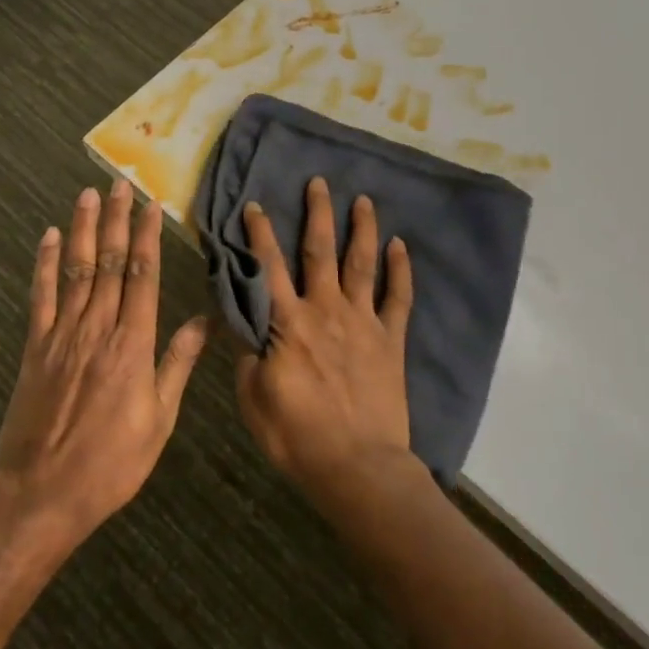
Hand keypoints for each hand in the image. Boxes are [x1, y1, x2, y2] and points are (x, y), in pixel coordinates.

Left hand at [0, 181, 207, 545]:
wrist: (43, 493)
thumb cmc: (112, 462)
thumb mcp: (159, 419)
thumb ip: (178, 364)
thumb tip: (205, 321)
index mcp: (134, 344)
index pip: (143, 276)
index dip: (147, 238)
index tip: (151, 206)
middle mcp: (98, 328)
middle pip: (109, 262)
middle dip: (116, 220)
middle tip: (120, 184)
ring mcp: (62, 334)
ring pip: (76, 270)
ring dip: (83, 229)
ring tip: (88, 194)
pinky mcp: (34, 347)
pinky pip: (40, 297)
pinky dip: (45, 264)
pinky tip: (49, 237)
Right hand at [235, 176, 417, 505]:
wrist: (358, 466)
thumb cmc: (297, 436)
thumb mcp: (253, 399)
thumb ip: (249, 356)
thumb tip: (247, 326)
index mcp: (289, 324)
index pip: (268, 268)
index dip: (259, 234)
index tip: (255, 205)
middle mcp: (326, 310)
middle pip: (320, 251)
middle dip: (317, 214)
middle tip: (319, 182)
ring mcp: (363, 322)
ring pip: (362, 264)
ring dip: (362, 229)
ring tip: (363, 200)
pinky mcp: (391, 340)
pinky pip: (399, 298)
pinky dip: (401, 270)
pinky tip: (401, 246)